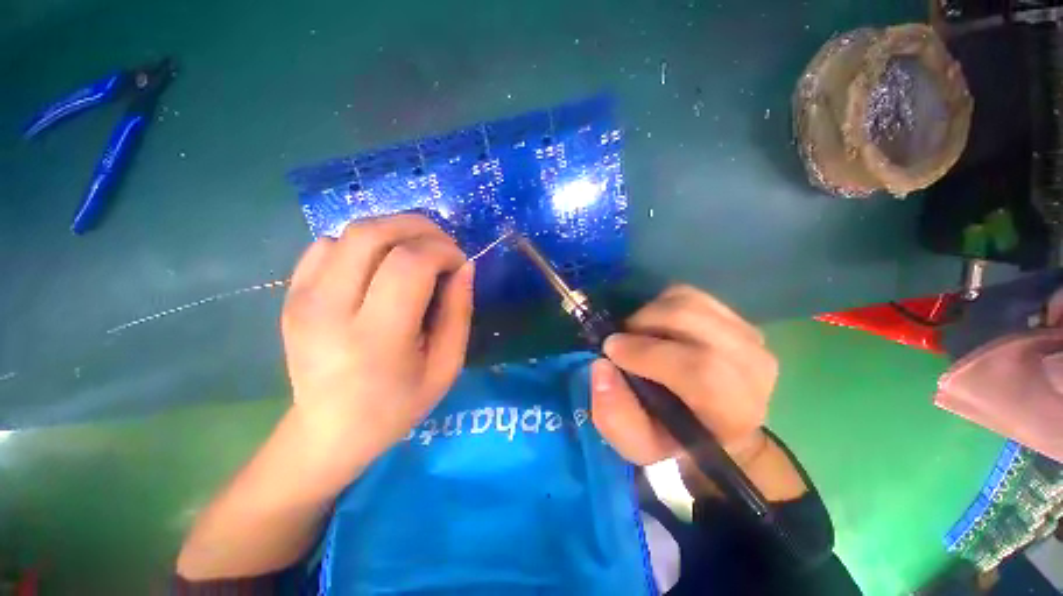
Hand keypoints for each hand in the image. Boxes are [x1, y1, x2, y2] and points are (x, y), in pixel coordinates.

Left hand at [281, 214, 473, 473]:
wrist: (328, 431)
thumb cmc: (397, 405)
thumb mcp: (446, 366)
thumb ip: (459, 312)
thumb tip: (464, 266)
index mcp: (375, 338)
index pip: (410, 264)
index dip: (443, 251)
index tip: (459, 263)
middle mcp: (329, 310)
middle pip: (373, 234)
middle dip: (419, 228)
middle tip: (443, 247)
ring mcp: (302, 299)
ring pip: (351, 232)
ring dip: (394, 231)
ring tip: (417, 252)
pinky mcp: (291, 294)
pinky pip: (328, 244)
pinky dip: (364, 242)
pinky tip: (380, 264)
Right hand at [590, 285, 776, 466]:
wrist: (712, 424)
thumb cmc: (673, 437)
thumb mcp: (637, 444)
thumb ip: (614, 415)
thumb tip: (602, 366)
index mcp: (733, 411)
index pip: (700, 369)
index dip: (648, 353)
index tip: (611, 350)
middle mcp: (752, 368)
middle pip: (691, 320)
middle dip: (643, 323)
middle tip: (620, 340)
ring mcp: (748, 336)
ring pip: (689, 302)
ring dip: (650, 313)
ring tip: (637, 335)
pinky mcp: (735, 317)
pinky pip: (690, 295)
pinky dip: (662, 304)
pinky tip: (656, 326)